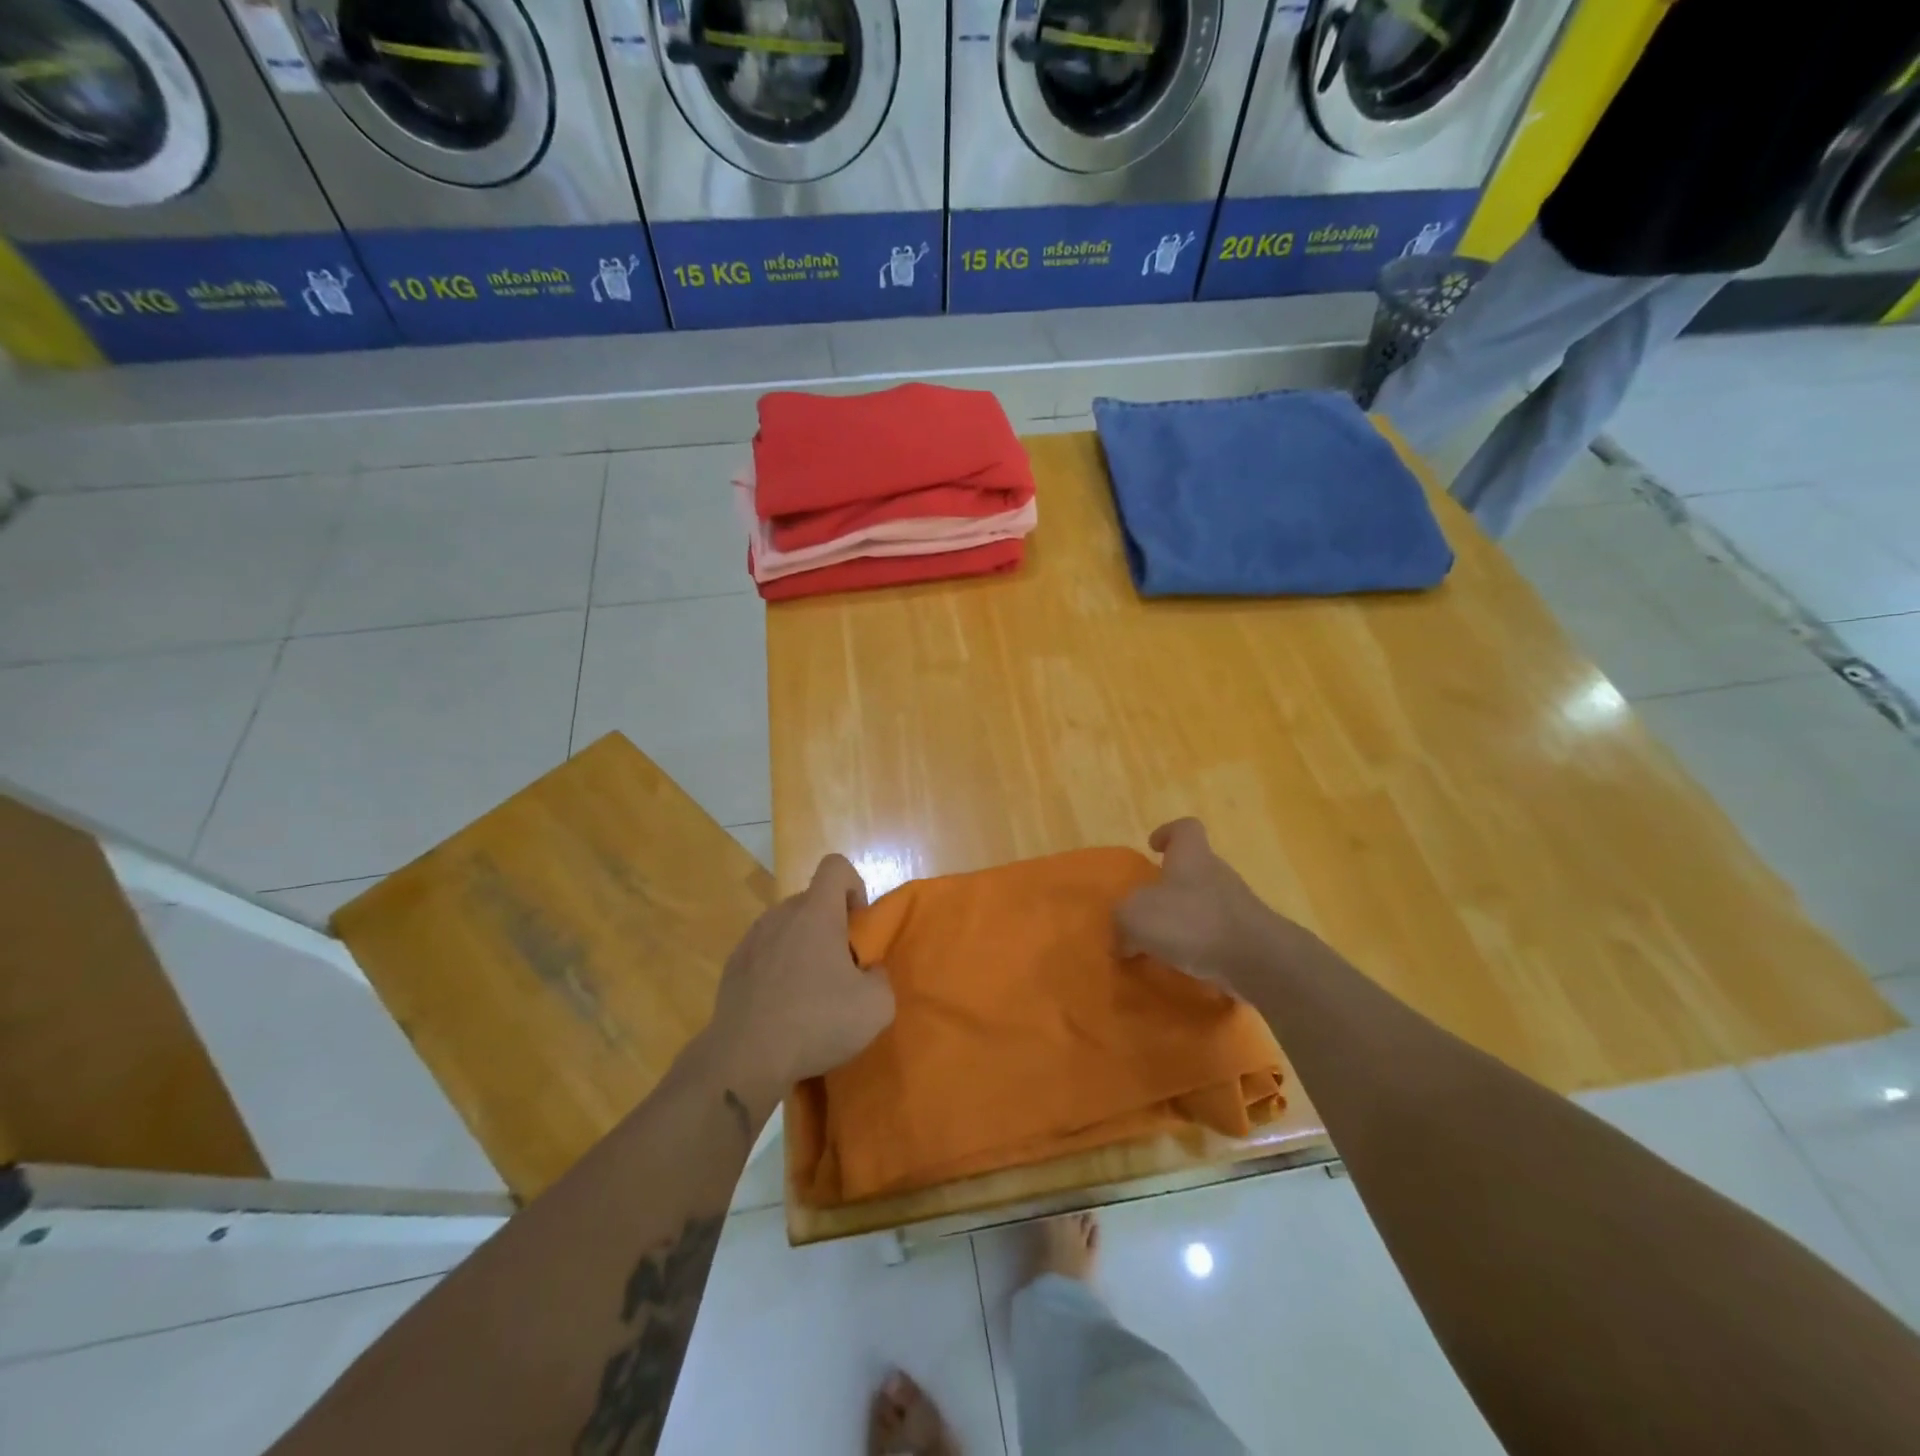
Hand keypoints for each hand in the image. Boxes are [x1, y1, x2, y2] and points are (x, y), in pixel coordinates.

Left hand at [705, 855, 895, 1097]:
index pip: (835, 866)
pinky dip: (777, 968)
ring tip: (810, 990)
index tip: (857, 926)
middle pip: (812, 900)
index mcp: (816, 913)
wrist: (745, 1059)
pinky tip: (782, 1006)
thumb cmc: (816, 1022)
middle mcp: (781, 915)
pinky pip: (765, 952)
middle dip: (831, 924)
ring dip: (803, 946)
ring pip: (787, 927)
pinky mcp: (733, 966)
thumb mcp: (876, 1006)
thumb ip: (881, 977)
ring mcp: (751, 939)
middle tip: (841, 967)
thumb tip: (868, 972)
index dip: (854, 886)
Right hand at [1117, 819, 1297, 994]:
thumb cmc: (1192, 922)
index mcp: (1192, 857)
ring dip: (1185, 919)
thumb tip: (1121, 939)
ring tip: (1161, 944)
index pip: (1185, 829)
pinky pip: (1218, 935)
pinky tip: (1184, 966)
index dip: (1169, 833)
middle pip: (1194, 868)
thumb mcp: (1136, 916)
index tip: (1153, 847)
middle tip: (1148, 907)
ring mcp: (1238, 907)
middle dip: (1171, 885)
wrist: (1258, 961)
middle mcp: (1217, 874)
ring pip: (1205, 903)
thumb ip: (1121, 922)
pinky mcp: (1249, 938)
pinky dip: (1201, 947)